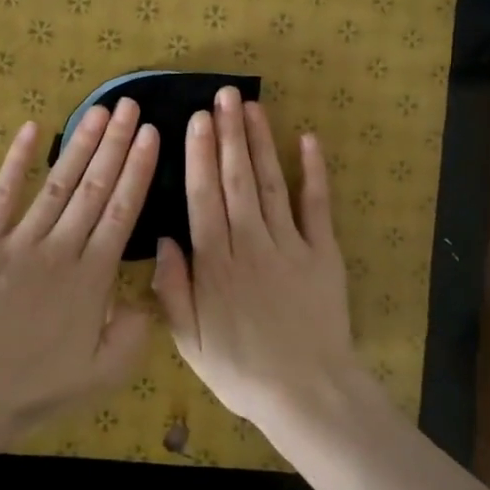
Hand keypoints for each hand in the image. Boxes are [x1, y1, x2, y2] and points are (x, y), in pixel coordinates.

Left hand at [0, 99, 159, 471]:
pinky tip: (32, 129)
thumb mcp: (102, 375)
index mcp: (92, 278)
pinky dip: (16, 161)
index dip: (138, 170)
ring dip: (80, 144)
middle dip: (116, 143)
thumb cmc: (34, 386)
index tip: (152, 135)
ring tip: (99, 110)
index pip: (123, 211)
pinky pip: (2, 194)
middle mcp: (61, 249)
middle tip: (131, 106)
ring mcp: (19, 241)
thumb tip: (145, 295)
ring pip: (58, 183)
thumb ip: (134, 334)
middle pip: (95, 187)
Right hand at [151, 86, 359, 430]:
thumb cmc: (242, 370)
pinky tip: (307, 140)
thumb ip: (174, 290)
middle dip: (228, 135)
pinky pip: (317, 207)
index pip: (203, 199)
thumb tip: (165, 239)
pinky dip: (314, 172)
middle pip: (236, 181)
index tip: (196, 121)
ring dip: (260, 144)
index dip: (199, 157)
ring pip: (270, 184)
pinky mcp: (324, 253)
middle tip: (222, 96)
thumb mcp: (191, 341)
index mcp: (215, 265)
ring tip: (251, 107)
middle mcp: (250, 244)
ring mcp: (290, 246)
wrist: (308, 393)